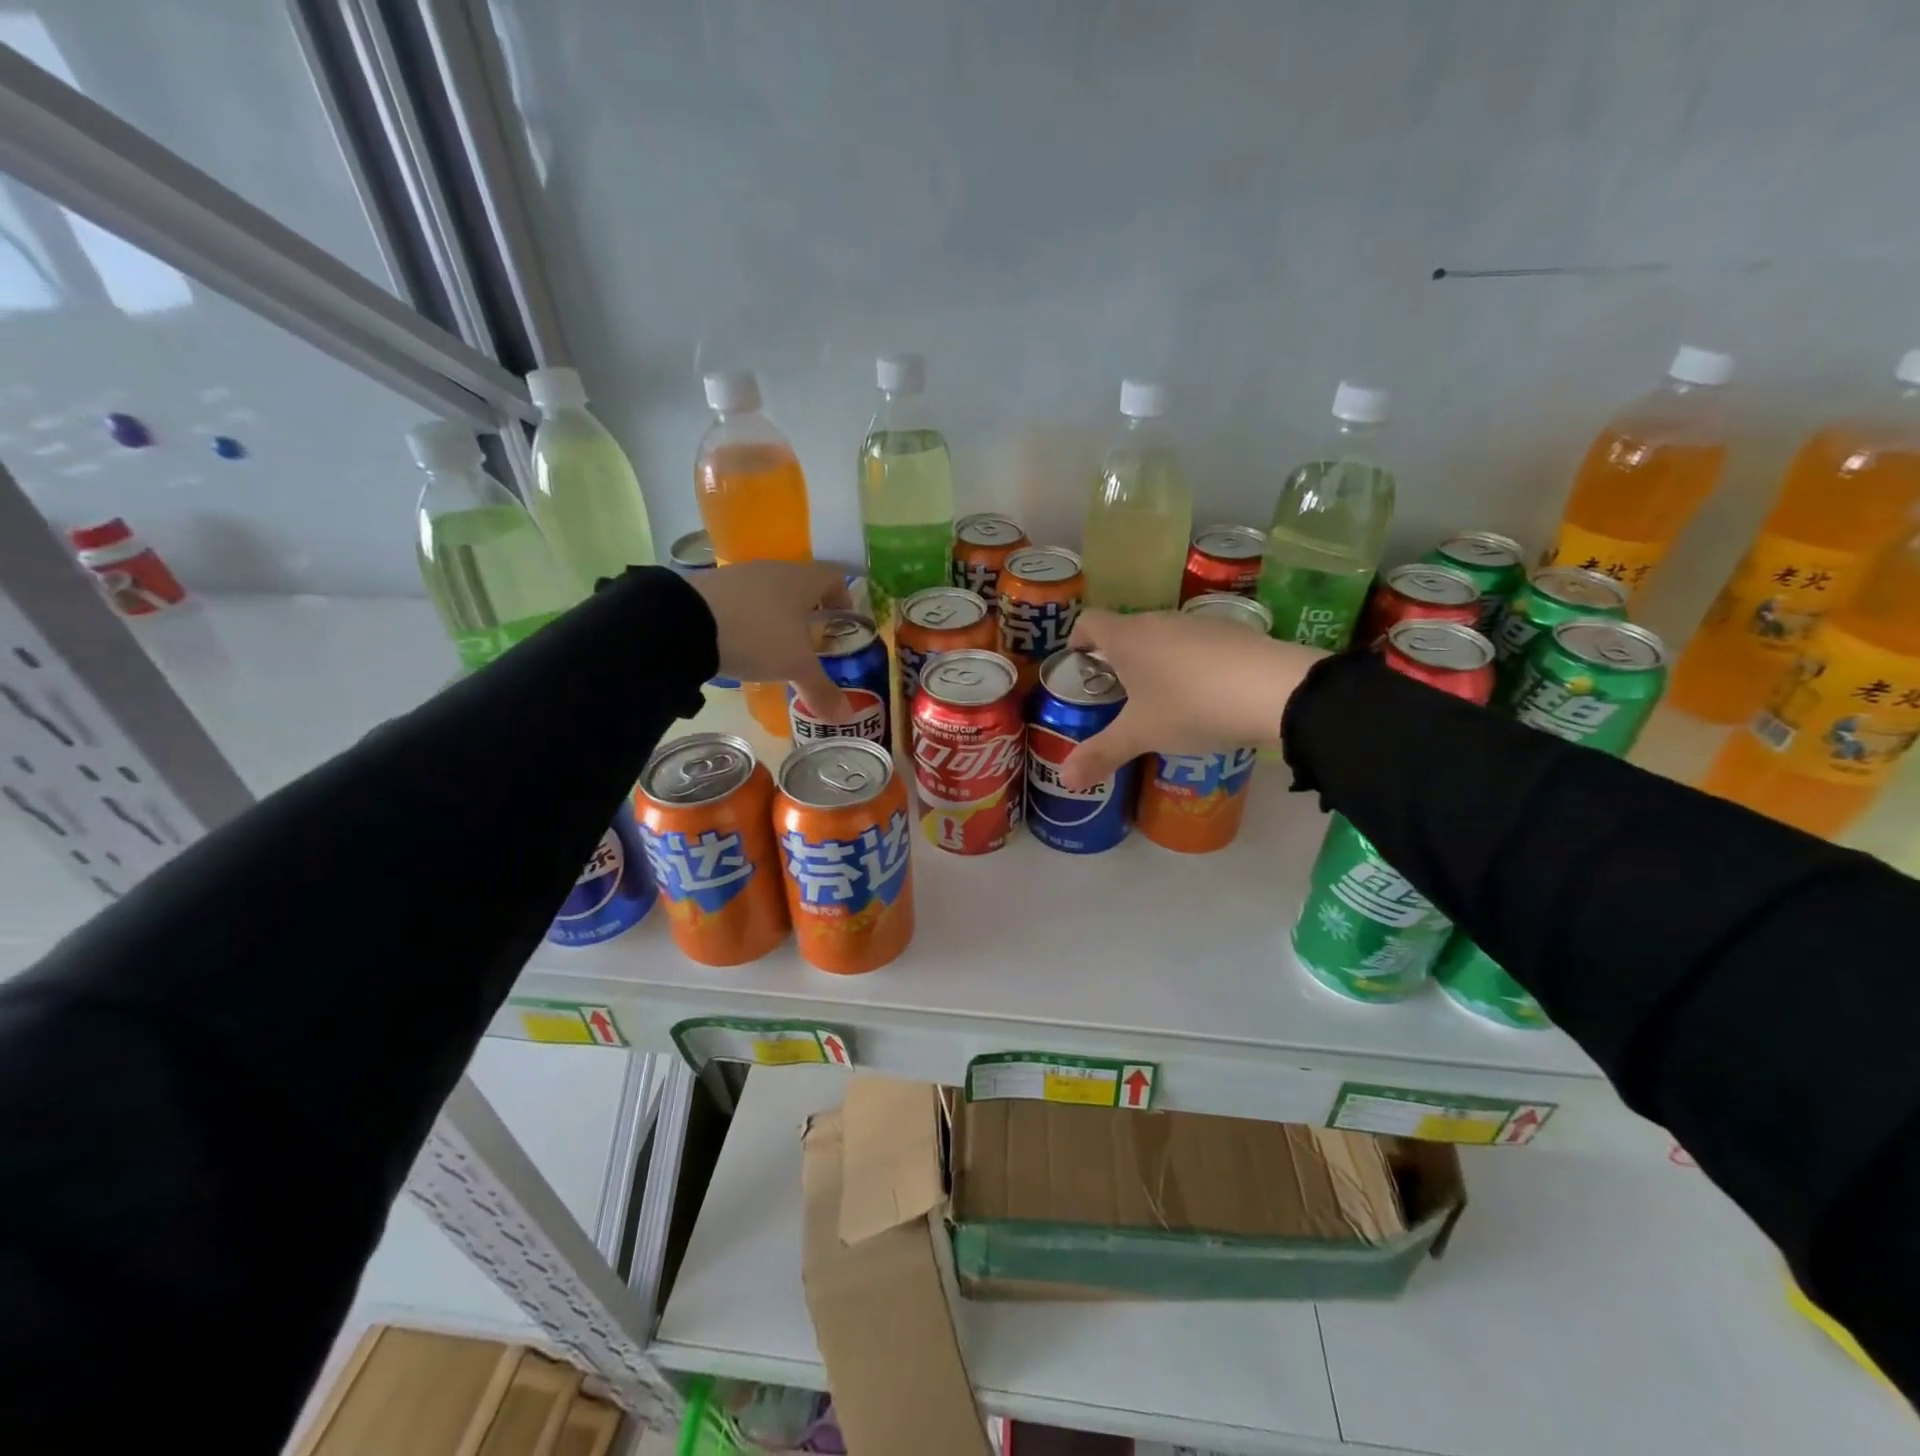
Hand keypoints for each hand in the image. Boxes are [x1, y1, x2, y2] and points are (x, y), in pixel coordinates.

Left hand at [688, 561, 852, 718]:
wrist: (684, 622)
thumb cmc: (758, 636)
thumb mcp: (795, 667)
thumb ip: (821, 689)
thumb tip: (846, 716)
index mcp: (803, 580)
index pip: (835, 577)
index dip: (844, 598)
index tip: (843, 624)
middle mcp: (774, 569)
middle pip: (801, 585)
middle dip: (809, 613)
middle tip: (811, 644)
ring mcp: (739, 575)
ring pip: (769, 593)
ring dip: (776, 616)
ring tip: (774, 649)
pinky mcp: (710, 587)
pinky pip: (740, 601)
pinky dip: (747, 619)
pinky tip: (740, 645)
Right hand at [1058, 608, 1322, 789]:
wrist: (1274, 690)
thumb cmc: (1190, 706)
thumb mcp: (1141, 735)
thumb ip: (1101, 754)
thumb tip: (1065, 779)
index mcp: (1127, 637)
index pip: (1088, 622)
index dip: (1077, 640)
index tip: (1078, 665)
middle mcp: (1158, 621)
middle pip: (1125, 630)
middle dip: (1115, 659)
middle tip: (1116, 696)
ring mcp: (1197, 624)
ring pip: (1161, 637)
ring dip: (1153, 662)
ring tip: (1160, 701)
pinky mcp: (1231, 633)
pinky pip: (1195, 646)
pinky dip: (1188, 665)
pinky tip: (1203, 697)